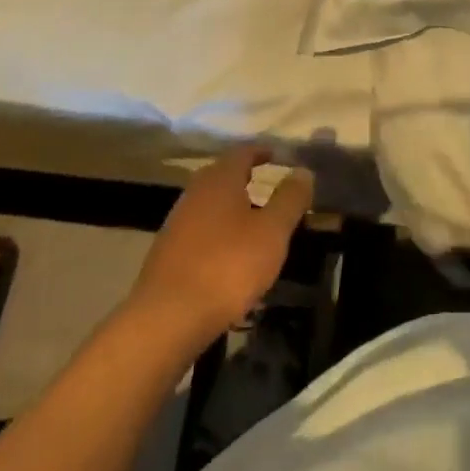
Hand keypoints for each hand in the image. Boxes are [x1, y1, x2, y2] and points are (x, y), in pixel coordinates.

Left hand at [129, 146, 313, 344]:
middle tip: (267, 187)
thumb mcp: (272, 232)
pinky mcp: (166, 253)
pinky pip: (198, 230)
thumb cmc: (227, 267)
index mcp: (220, 179)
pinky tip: (227, 255)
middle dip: (245, 178)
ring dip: (230, 207)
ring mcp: (176, 222)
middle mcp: (195, 192)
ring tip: (252, 224)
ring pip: (209, 204)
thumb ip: (290, 199)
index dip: (262, 151)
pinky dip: (216, 232)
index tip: (278, 155)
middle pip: (222, 175)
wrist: (166, 319)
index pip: (243, 152)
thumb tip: (303, 171)